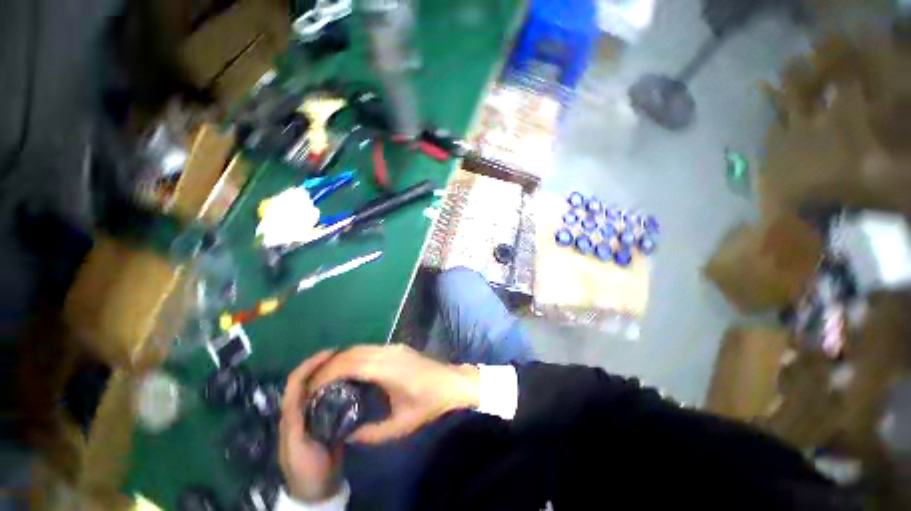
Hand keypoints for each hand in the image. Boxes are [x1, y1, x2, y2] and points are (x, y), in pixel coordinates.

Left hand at [279, 350, 343, 502]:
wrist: (318, 488)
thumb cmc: (306, 468)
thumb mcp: (296, 446)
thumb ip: (295, 421)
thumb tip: (306, 390)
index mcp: (290, 413)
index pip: (296, 381)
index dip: (311, 363)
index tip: (331, 352)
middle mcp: (300, 408)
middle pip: (308, 378)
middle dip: (322, 362)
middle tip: (344, 353)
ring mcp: (313, 412)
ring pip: (319, 384)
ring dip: (331, 370)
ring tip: (349, 361)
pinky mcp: (326, 417)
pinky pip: (330, 394)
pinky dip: (339, 382)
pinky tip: (352, 379)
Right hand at [307, 345, 479, 443]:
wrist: (451, 382)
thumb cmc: (428, 403)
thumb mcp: (400, 425)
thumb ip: (371, 433)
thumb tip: (347, 436)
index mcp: (387, 368)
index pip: (349, 364)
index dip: (326, 373)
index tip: (310, 389)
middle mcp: (387, 352)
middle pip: (350, 352)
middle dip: (327, 366)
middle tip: (312, 385)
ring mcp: (393, 347)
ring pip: (359, 347)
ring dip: (339, 359)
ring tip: (325, 379)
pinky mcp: (396, 347)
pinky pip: (368, 348)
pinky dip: (352, 357)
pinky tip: (348, 372)